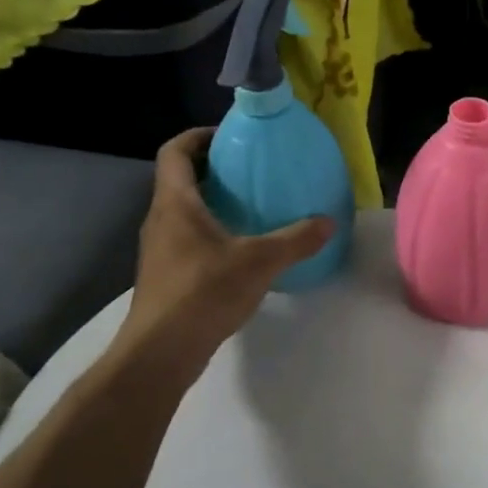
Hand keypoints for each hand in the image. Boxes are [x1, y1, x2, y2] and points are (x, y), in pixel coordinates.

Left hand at [112, 128, 332, 367]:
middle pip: (180, 179)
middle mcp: (161, 219)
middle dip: (213, 168)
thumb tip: (328, 222)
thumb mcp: (259, 261)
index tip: (230, 135)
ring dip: (212, 201)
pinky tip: (242, 248)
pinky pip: (188, 237)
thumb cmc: (203, 292)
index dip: (198, 136)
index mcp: (176, 203)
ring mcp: (160, 249)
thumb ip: (296, 239)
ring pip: (184, 210)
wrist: (161, 351)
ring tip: (252, 204)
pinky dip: (212, 230)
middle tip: (252, 168)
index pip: (175, 152)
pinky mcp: (166, 275)